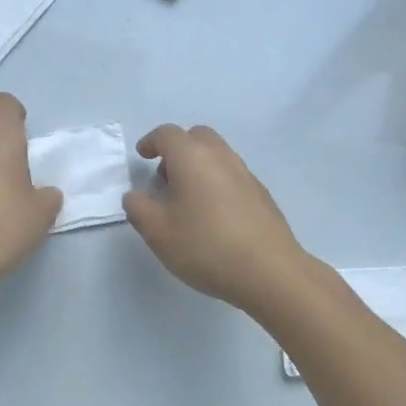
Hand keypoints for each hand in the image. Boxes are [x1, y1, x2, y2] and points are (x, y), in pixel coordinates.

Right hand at [124, 124, 316, 314]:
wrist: (269, 271)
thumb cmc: (205, 246)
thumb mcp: (157, 231)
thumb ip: (138, 207)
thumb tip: (136, 195)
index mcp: (192, 157)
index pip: (167, 134)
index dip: (151, 142)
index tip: (142, 156)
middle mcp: (221, 156)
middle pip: (197, 137)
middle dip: (178, 150)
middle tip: (165, 178)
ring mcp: (246, 174)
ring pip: (217, 155)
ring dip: (198, 166)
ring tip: (187, 201)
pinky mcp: (262, 194)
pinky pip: (232, 176)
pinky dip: (217, 182)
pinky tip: (214, 216)